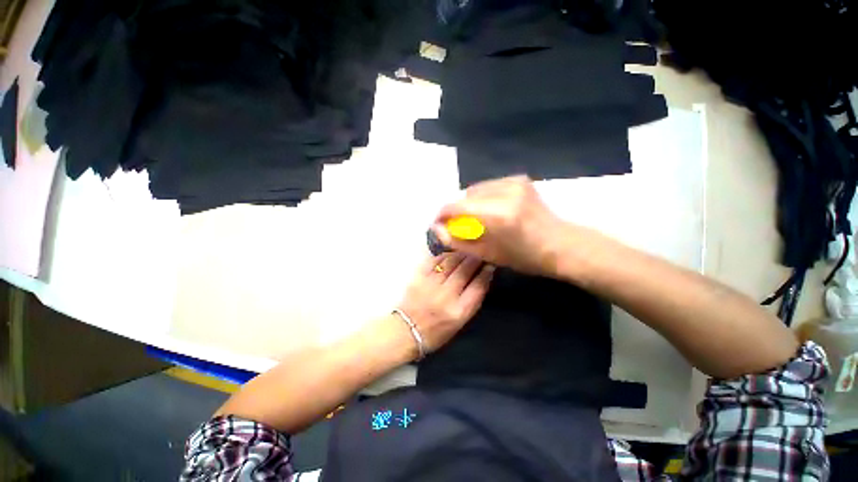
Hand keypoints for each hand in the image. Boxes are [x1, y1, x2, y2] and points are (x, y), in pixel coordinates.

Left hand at [397, 253, 494, 352]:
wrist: (406, 331)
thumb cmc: (437, 331)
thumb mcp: (460, 322)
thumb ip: (471, 300)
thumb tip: (481, 278)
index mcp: (459, 311)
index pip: (479, 286)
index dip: (486, 273)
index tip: (490, 265)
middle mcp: (446, 296)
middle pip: (465, 270)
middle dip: (475, 259)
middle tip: (479, 255)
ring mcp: (431, 284)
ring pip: (451, 262)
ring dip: (461, 255)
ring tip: (466, 253)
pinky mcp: (419, 277)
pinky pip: (435, 260)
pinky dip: (445, 256)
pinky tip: (450, 255)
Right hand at [432, 176, 563, 275]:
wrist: (562, 244)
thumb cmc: (525, 257)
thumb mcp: (487, 254)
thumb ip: (458, 241)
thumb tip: (437, 229)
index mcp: (498, 214)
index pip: (457, 206)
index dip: (443, 214)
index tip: (439, 223)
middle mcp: (505, 191)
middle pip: (465, 195)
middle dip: (459, 210)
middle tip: (462, 225)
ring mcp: (514, 182)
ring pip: (476, 189)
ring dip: (471, 203)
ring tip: (478, 218)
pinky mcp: (519, 179)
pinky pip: (489, 186)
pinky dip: (484, 197)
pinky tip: (492, 210)